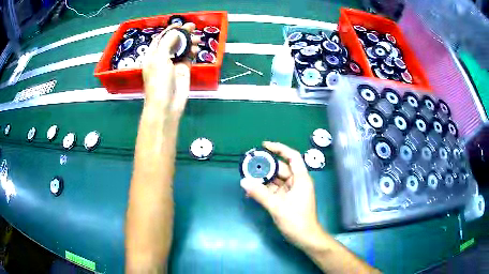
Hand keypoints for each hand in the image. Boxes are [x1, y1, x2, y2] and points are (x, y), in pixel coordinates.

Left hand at [142, 23, 199, 115]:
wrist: (167, 104)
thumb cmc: (158, 81)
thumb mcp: (159, 58)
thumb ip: (168, 42)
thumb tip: (177, 32)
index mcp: (153, 55)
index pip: (161, 38)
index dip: (170, 30)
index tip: (180, 23)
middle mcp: (162, 58)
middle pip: (173, 41)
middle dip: (182, 33)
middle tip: (193, 26)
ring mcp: (173, 64)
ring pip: (182, 48)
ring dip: (189, 42)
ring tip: (197, 38)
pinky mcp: (183, 70)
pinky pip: (189, 57)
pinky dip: (193, 52)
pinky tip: (196, 49)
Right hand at [240, 141, 323, 248]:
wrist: (305, 238)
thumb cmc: (296, 221)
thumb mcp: (277, 206)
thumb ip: (260, 193)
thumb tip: (243, 181)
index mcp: (301, 179)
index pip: (292, 157)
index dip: (279, 148)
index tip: (264, 145)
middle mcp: (297, 182)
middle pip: (280, 169)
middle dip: (265, 167)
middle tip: (248, 166)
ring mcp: (291, 191)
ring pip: (275, 180)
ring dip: (262, 180)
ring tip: (246, 180)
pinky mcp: (286, 199)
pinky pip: (274, 190)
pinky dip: (264, 190)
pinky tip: (251, 193)